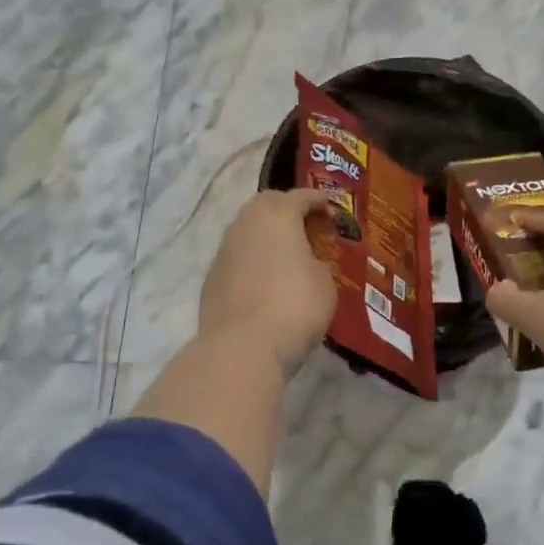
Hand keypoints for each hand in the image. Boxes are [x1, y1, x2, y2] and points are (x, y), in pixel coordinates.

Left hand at [199, 189, 338, 374]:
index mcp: (276, 215)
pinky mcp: (211, 280)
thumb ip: (317, 263)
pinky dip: (253, 262)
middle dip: (287, 211)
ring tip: (287, 255)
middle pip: (266, 206)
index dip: (318, 200)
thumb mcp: (324, 282)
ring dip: (267, 238)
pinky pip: (238, 260)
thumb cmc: (294, 306)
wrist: (242, 348)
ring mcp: (223, 252)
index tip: (332, 209)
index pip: (300, 196)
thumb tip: (306, 264)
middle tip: (307, 226)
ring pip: (248, 232)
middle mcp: (244, 224)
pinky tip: (266, 282)